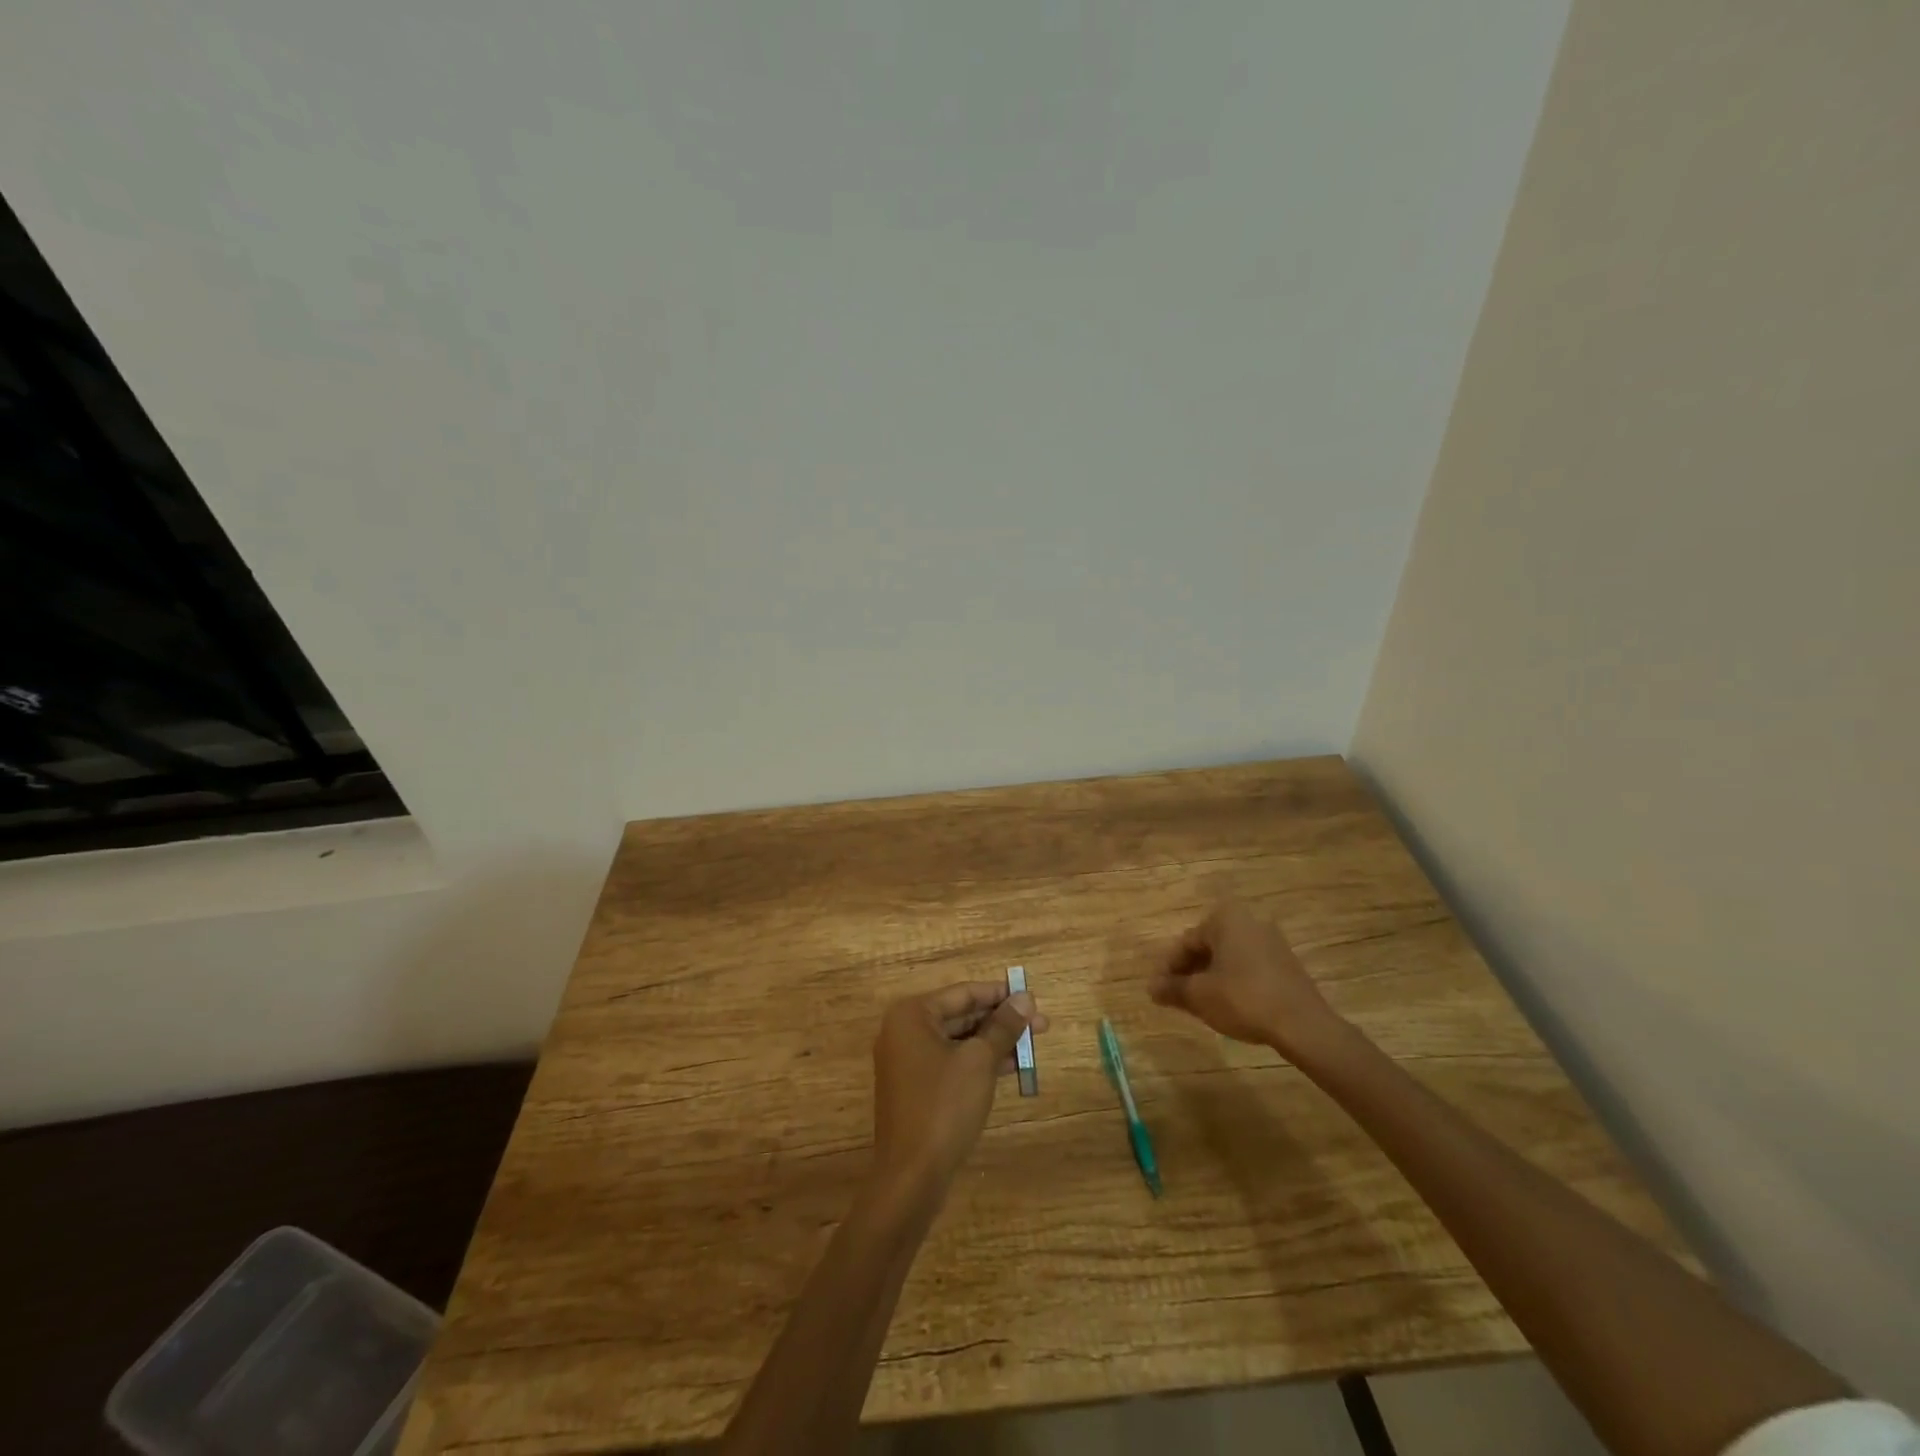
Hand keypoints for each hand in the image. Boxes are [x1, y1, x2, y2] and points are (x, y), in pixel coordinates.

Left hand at [871, 983, 1047, 1196]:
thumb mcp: (980, 1061)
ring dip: (995, 1041)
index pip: (963, 993)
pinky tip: (1012, 1066)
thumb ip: (1003, 1026)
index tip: (1033, 998)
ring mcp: (907, 1060)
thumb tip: (1026, 998)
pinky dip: (979, 1061)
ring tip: (1034, 1043)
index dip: (1000, 994)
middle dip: (1001, 1020)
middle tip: (1041, 1024)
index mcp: (912, 1015)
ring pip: (959, 1040)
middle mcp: (904, 1031)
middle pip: (961, 1015)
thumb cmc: (944, 1106)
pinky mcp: (915, 1087)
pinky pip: (951, 1062)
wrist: (911, 1175)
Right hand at [1149, 903, 1348, 1061]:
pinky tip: (1227, 1004)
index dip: (1168, 969)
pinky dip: (1232, 981)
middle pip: (1207, 947)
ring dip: (1210, 977)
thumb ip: (1171, 988)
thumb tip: (1151, 988)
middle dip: (1189, 972)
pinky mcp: (1286, 963)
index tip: (1159, 991)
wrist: (1302, 1025)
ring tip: (1199, 1004)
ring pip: (1228, 957)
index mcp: (1225, 919)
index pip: (1186, 942)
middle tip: (1177, 997)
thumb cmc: (1243, 999)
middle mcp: (1249, 921)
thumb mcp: (1199, 995)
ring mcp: (1271, 941)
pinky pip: (1248, 966)